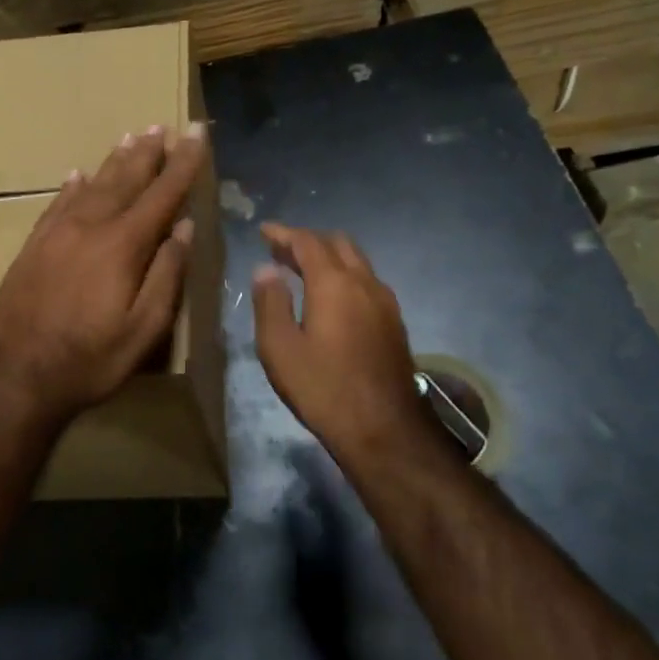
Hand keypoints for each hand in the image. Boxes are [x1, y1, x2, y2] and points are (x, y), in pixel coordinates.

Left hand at [0, 123, 205, 422]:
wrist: (16, 375)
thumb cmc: (90, 359)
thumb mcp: (144, 329)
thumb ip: (166, 275)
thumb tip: (184, 229)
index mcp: (122, 245)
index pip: (162, 194)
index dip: (183, 162)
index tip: (195, 133)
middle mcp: (89, 227)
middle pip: (124, 180)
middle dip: (148, 153)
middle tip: (162, 126)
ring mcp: (56, 234)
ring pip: (91, 185)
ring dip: (114, 161)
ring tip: (130, 138)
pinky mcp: (32, 246)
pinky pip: (56, 204)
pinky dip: (72, 186)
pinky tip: (78, 175)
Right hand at [251, 223, 434, 461]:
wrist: (384, 428)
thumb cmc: (323, 388)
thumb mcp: (279, 348)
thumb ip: (270, 302)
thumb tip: (266, 269)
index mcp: (334, 283)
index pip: (307, 242)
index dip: (283, 233)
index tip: (264, 231)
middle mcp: (364, 282)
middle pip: (337, 243)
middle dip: (308, 240)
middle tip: (281, 251)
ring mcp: (385, 301)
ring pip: (357, 261)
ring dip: (329, 257)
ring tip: (302, 271)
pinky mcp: (395, 322)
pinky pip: (367, 281)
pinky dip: (345, 275)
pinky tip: (332, 298)